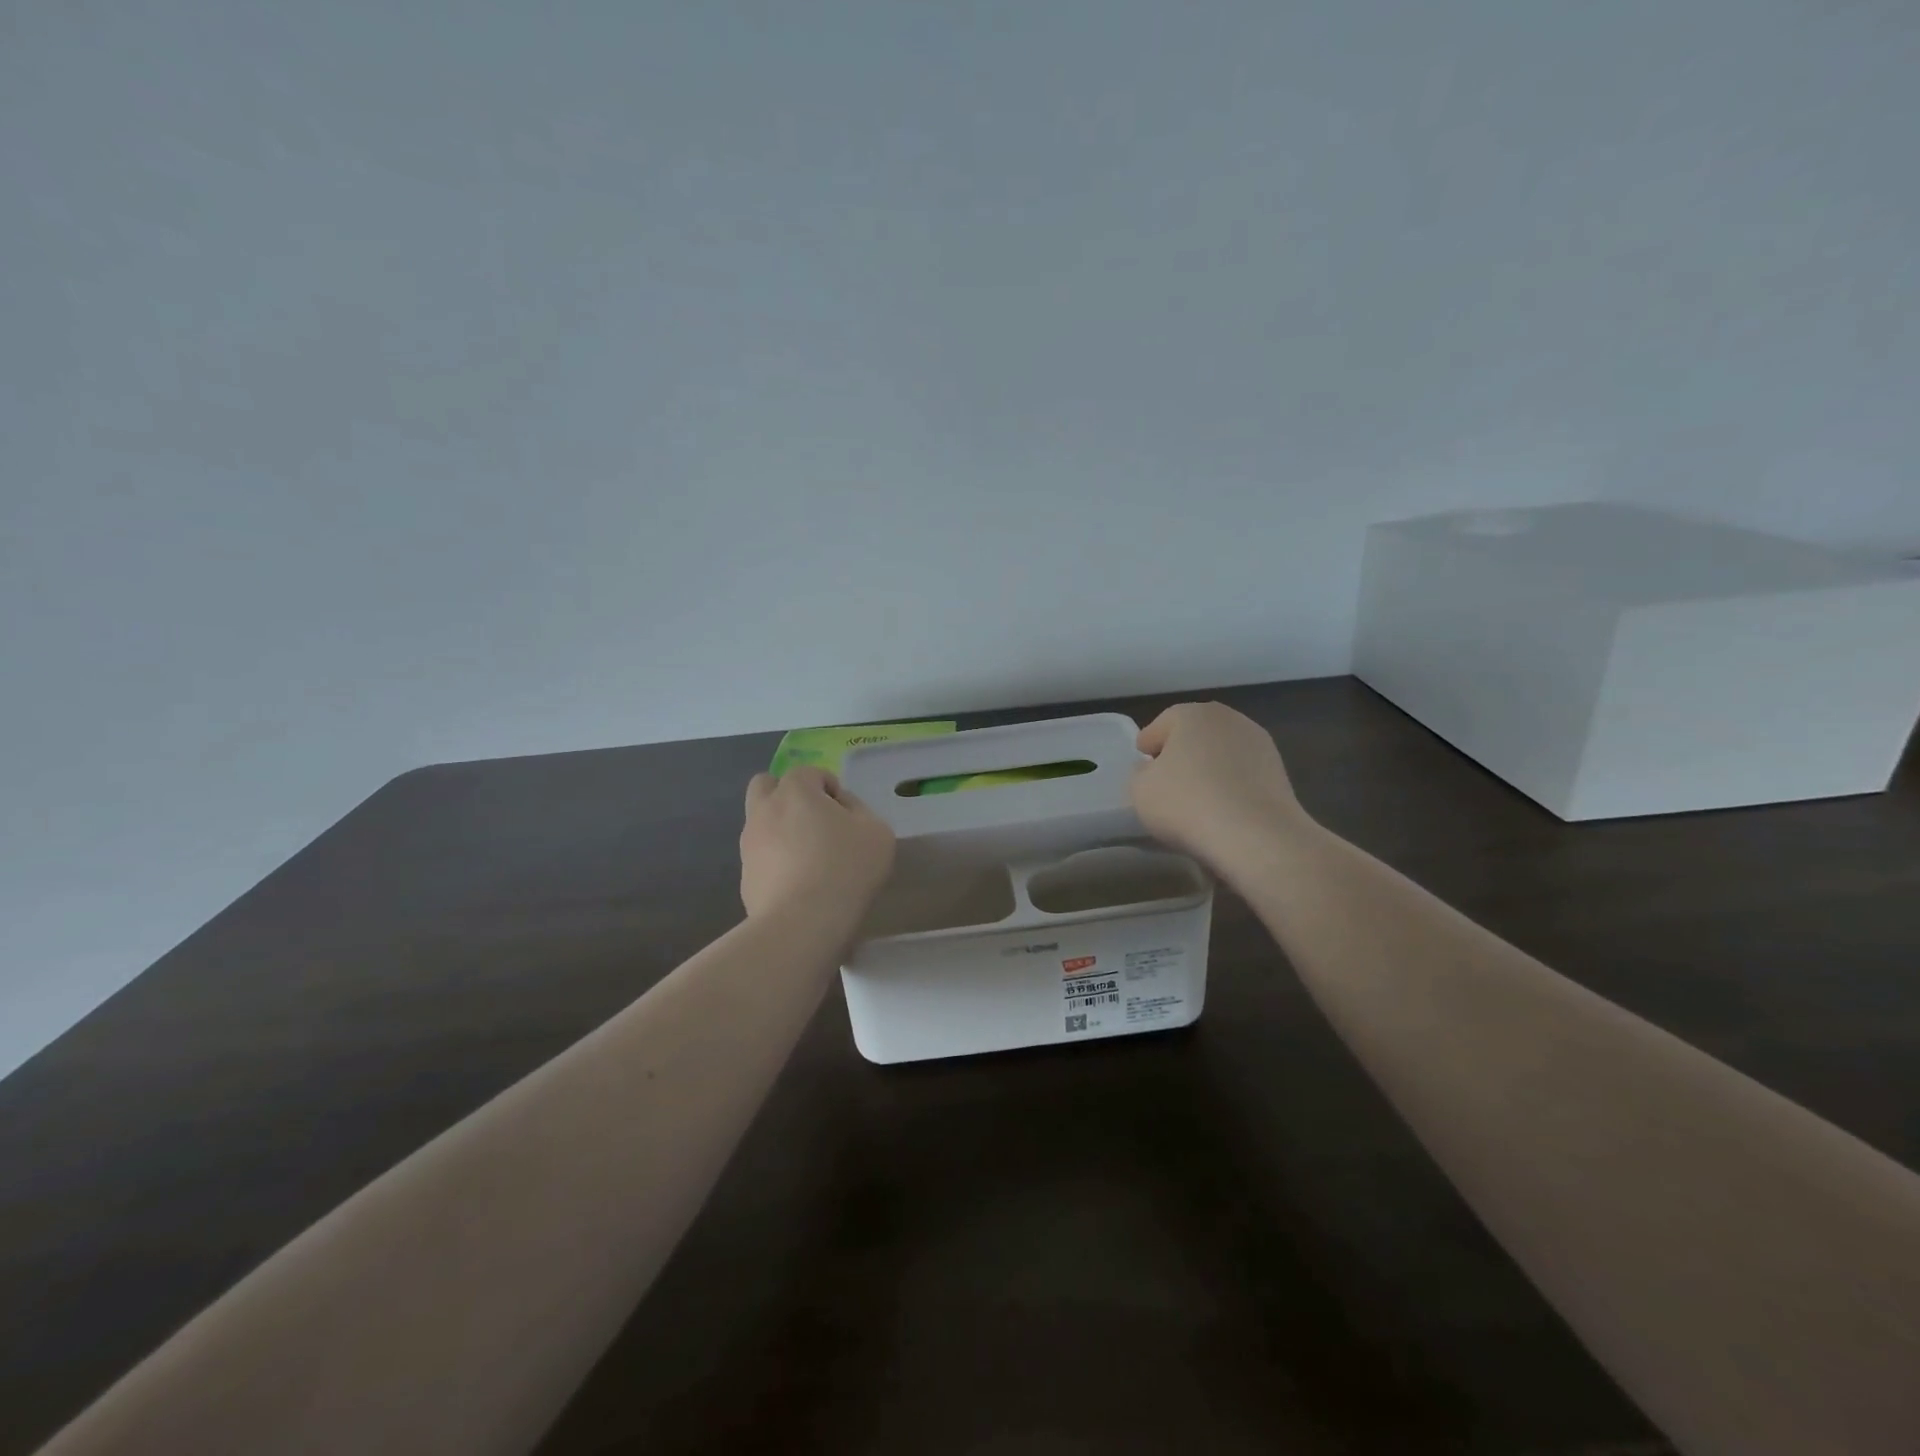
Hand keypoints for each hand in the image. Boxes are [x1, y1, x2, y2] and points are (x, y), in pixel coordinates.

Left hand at [740, 767, 895, 922]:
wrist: (802, 923)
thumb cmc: (846, 868)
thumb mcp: (877, 832)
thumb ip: (860, 810)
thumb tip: (842, 807)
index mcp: (795, 790)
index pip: (810, 772)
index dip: (830, 788)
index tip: (846, 815)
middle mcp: (764, 810)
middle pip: (766, 785)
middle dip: (788, 795)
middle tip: (814, 821)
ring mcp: (749, 844)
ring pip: (760, 822)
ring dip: (780, 829)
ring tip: (808, 858)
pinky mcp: (744, 876)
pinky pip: (761, 857)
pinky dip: (776, 862)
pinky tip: (798, 885)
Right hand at [1130, 703, 1309, 872]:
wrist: (1255, 836)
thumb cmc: (1187, 803)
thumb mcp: (1140, 790)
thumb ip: (1141, 773)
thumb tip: (1153, 770)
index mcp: (1192, 714)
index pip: (1162, 724)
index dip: (1148, 743)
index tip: (1141, 762)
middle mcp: (1229, 719)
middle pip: (1195, 734)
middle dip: (1181, 752)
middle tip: (1166, 778)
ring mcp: (1260, 744)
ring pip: (1222, 753)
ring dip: (1209, 768)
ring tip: (1196, 796)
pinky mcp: (1280, 772)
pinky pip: (1243, 775)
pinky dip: (1231, 785)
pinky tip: (1222, 808)